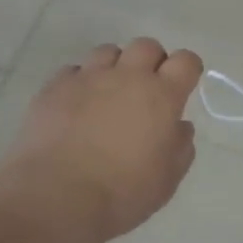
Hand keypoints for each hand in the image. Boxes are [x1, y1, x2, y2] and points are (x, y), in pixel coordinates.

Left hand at [0, 38, 202, 241]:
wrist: (56, 196)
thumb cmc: (122, 192)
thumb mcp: (167, 180)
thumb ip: (180, 147)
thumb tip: (178, 126)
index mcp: (161, 96)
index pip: (185, 61)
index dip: (187, 69)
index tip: (183, 86)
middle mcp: (127, 76)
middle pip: (146, 46)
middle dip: (151, 62)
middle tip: (146, 90)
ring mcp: (88, 78)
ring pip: (108, 51)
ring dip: (115, 67)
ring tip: (108, 94)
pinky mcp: (54, 87)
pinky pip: (73, 71)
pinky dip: (80, 82)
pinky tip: (76, 106)